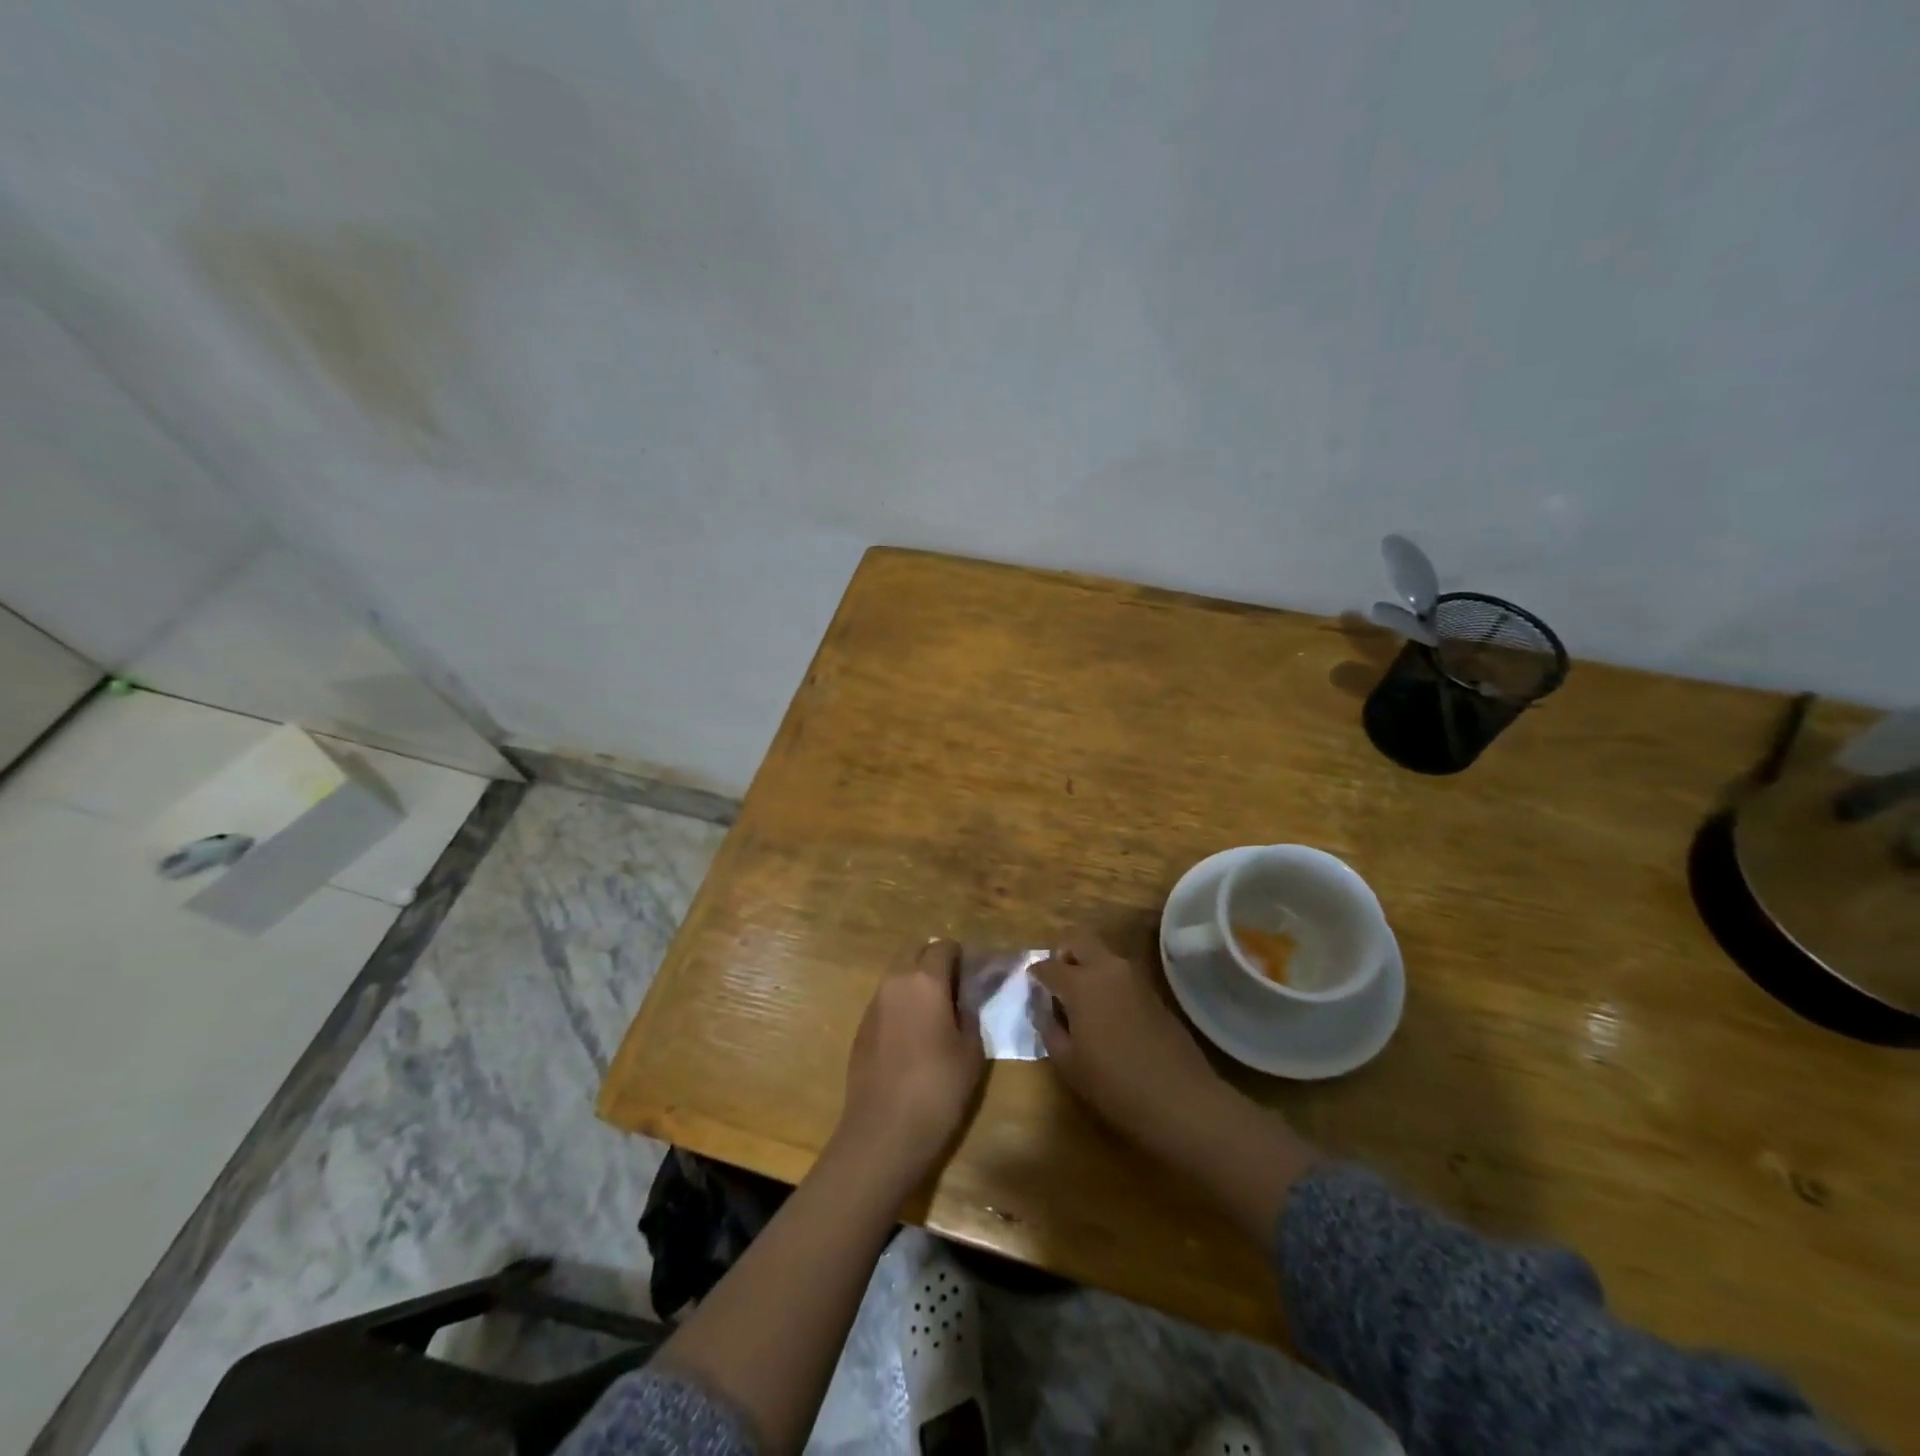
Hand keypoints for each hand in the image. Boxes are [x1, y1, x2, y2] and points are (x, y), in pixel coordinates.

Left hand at [833, 939, 984, 1191]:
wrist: (883, 1132)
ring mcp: (873, 1003)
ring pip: (897, 975)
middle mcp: (895, 982)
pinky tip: (913, 1034)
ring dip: (916, 981)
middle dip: (934, 960)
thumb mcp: (971, 1052)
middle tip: (955, 987)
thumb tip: (964, 1001)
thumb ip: (970, 1014)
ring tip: (935, 1011)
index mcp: (925, 981)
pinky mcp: (861, 1027)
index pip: (944, 947)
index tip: (974, 974)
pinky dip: (901, 1003)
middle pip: (915, 951)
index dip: (961, 956)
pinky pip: (886, 1000)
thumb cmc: (937, 1089)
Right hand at [1035, 937, 1230, 1159]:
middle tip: (1057, 984)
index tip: (1031, 988)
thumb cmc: (1115, 1084)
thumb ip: (1049, 1029)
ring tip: (1080, 1003)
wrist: (1180, 1099)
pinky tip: (1106, 1015)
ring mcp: (1134, 978)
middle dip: (1063, 955)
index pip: (1048, 966)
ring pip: (1103, 955)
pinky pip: (1120, 974)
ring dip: (1087, 967)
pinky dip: (1107, 982)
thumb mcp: (1068, 1063)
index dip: (1035, 975)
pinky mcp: (1153, 992)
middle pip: (1079, 941)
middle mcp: (1108, 969)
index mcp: (1081, 983)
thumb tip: (1044, 1010)